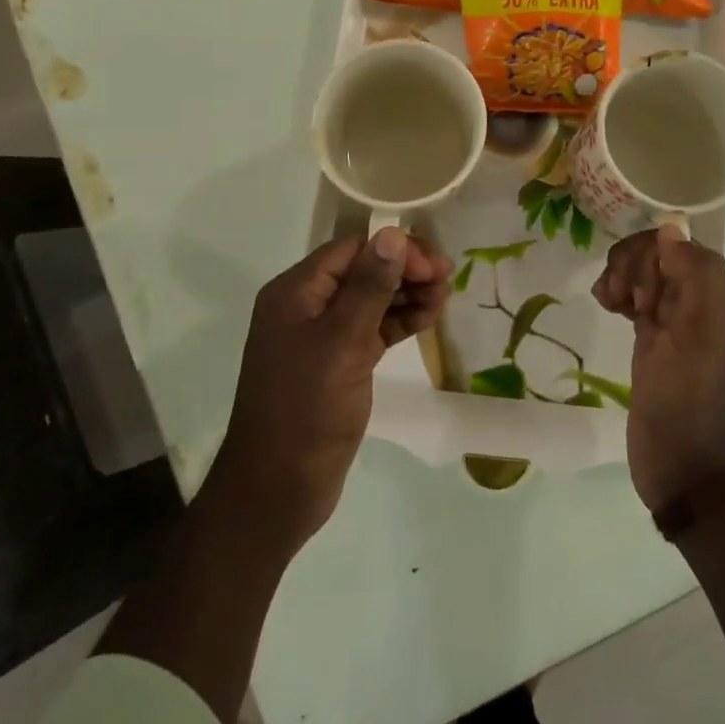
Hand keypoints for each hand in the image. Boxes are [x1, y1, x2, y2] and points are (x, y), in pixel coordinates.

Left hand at [217, 227, 452, 545]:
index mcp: (295, 292)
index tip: (434, 268)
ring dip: (406, 294)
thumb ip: (369, 287)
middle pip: (362, 271)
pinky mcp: (338, 363)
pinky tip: (428, 319)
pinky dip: (398, 321)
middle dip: (404, 270)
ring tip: (444, 298)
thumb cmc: (307, 410)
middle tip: (447, 280)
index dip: (394, 251)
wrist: (278, 489)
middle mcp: (306, 307)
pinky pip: (372, 329)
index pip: (351, 250)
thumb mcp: (341, 343)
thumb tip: (392, 234)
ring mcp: (321, 337)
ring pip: (370, 300)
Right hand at [593, 226, 724, 513]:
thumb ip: (698, 271)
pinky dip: (618, 293)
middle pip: (658, 256)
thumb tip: (670, 230)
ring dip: (621, 278)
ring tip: (609, 302)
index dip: (651, 258)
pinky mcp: (654, 340)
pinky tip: (607, 305)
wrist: (683, 463)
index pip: (679, 245)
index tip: (638, 292)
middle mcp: (705, 302)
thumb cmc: (694, 395)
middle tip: (623, 300)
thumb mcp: (707, 330)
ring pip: (643, 274)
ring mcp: (677, 321)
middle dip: (633, 268)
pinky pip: (634, 297)